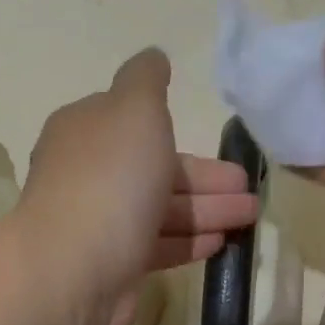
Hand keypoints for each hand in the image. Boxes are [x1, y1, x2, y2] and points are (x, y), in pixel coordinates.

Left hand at [19, 48, 259, 324]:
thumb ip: (147, 80)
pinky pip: (158, 245)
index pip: (134, 123)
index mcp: (87, 131)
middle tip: (250, 188)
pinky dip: (189, 241)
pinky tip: (221, 242)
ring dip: (208, 210)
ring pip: (162, 209)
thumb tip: (154, 56)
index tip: (217, 140)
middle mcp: (90, 174)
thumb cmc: (110, 179)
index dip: (177, 130)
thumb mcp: (134, 109)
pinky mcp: (113, 264)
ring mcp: (100, 222)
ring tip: (250, 215)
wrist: (74, 268)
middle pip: (155, 169)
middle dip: (206, 178)